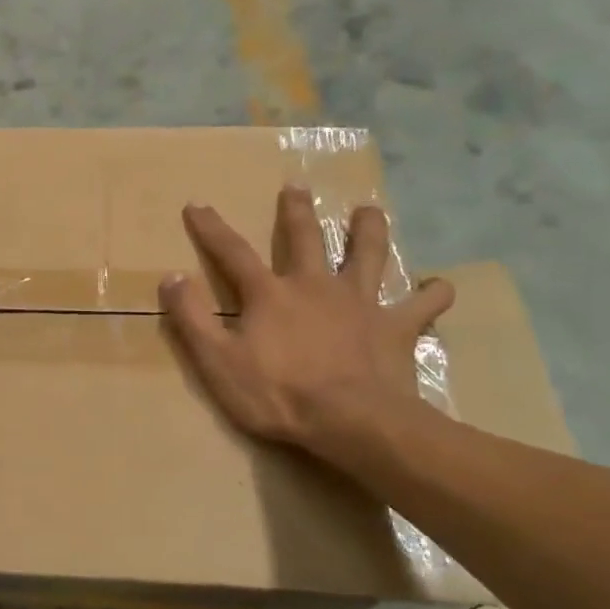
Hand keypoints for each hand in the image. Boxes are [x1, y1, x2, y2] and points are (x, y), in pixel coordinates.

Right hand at [159, 186, 452, 468]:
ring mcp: (360, 303)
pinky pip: (421, 305)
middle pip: (306, 238)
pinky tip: (439, 285)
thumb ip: (191, 317)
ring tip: (369, 210)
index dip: (211, 228)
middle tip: (296, 186)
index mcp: (270, 294)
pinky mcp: (396, 327)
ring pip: (368, 255)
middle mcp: (316, 286)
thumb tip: (171, 276)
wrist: (352, 422)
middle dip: (296, 211)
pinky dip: (432, 293)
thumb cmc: (278, 394)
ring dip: (368, 230)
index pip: (232, 253)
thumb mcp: (217, 361)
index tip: (197, 204)